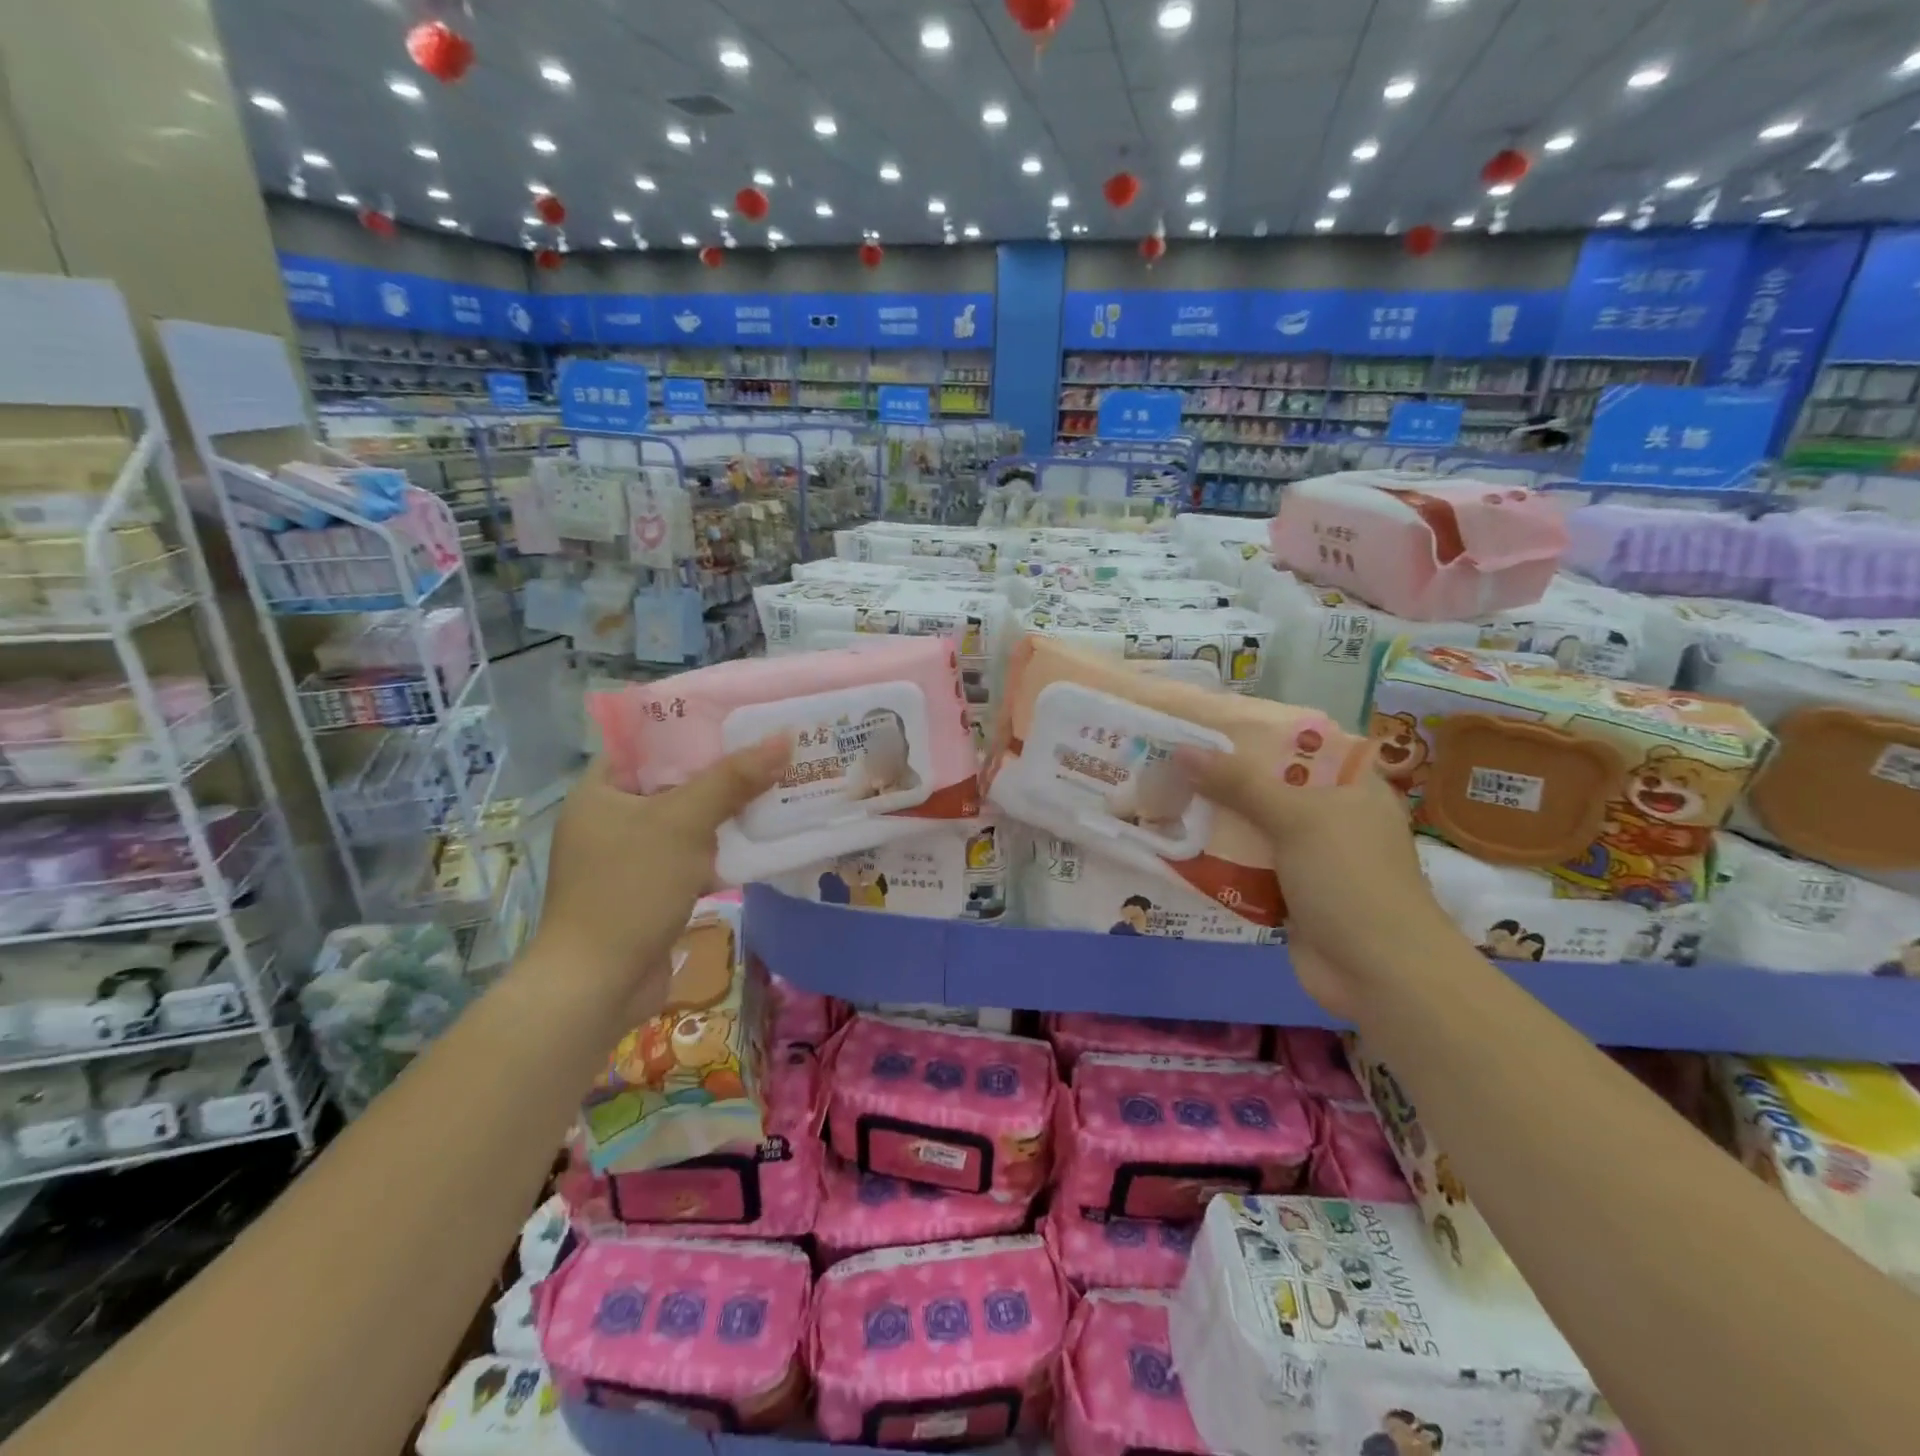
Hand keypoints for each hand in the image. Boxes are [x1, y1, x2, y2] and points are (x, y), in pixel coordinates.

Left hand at [533, 739, 789, 1005]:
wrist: (599, 984)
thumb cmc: (631, 888)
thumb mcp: (684, 823)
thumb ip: (732, 779)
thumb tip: (783, 738)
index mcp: (601, 790)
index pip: (650, 742)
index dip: (696, 727)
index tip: (743, 717)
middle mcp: (611, 818)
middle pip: (675, 781)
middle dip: (724, 771)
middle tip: (772, 750)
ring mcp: (630, 857)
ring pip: (688, 820)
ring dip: (728, 812)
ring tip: (778, 787)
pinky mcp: (650, 889)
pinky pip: (691, 855)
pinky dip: (721, 849)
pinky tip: (760, 839)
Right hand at [1175, 745, 1450, 1020]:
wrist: (1380, 974)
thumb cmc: (1350, 879)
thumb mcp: (1296, 818)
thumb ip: (1239, 783)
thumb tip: (1181, 750)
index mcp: (1350, 786)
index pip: (1297, 746)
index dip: (1251, 735)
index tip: (1201, 726)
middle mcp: (1331, 816)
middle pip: (1267, 787)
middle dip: (1220, 779)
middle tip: (1169, 762)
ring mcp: (1310, 857)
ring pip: (1252, 828)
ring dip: (1214, 820)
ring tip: (1162, 798)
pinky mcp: (1290, 893)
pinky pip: (1246, 866)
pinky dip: (1218, 859)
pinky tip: (1177, 846)